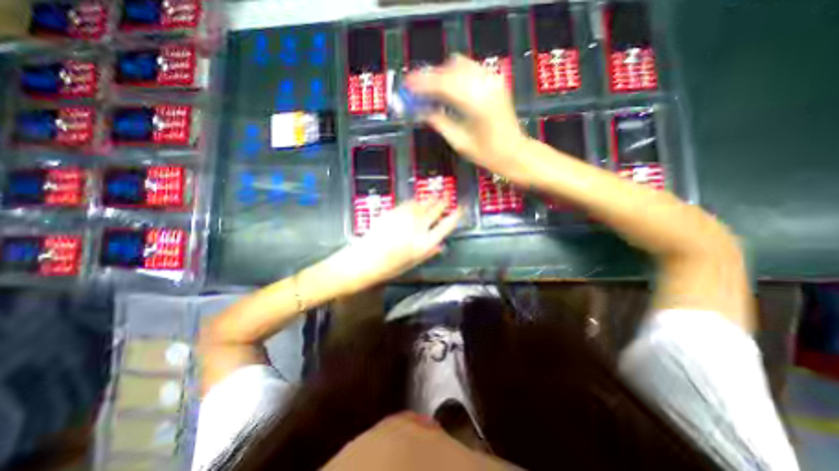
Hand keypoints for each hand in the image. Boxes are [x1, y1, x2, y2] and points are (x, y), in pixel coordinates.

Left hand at [328, 199, 461, 290]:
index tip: (460, 208)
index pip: (445, 226)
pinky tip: (417, 199)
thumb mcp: (410, 264)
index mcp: (423, 243)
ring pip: (421, 204)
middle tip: (448, 195)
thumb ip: (427, 253)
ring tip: (436, 194)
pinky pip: (407, 203)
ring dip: (430, 198)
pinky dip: (414, 201)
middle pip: (434, 210)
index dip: (455, 215)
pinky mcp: (391, 213)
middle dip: (443, 201)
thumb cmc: (386, 269)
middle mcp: (416, 228)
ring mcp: (403, 218)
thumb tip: (440, 245)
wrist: (360, 262)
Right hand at [407, 53, 529, 179]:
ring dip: (443, 74)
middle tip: (417, 89)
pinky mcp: (496, 82)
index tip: (407, 85)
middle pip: (451, 68)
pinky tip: (449, 89)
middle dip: (431, 77)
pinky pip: (471, 69)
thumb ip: (440, 123)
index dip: (423, 83)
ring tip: (431, 90)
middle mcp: (485, 85)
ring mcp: (493, 80)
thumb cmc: (487, 154)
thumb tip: (422, 111)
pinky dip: (456, 75)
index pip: (443, 84)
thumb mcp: (460, 142)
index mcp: (475, 103)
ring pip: (461, 65)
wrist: (515, 153)